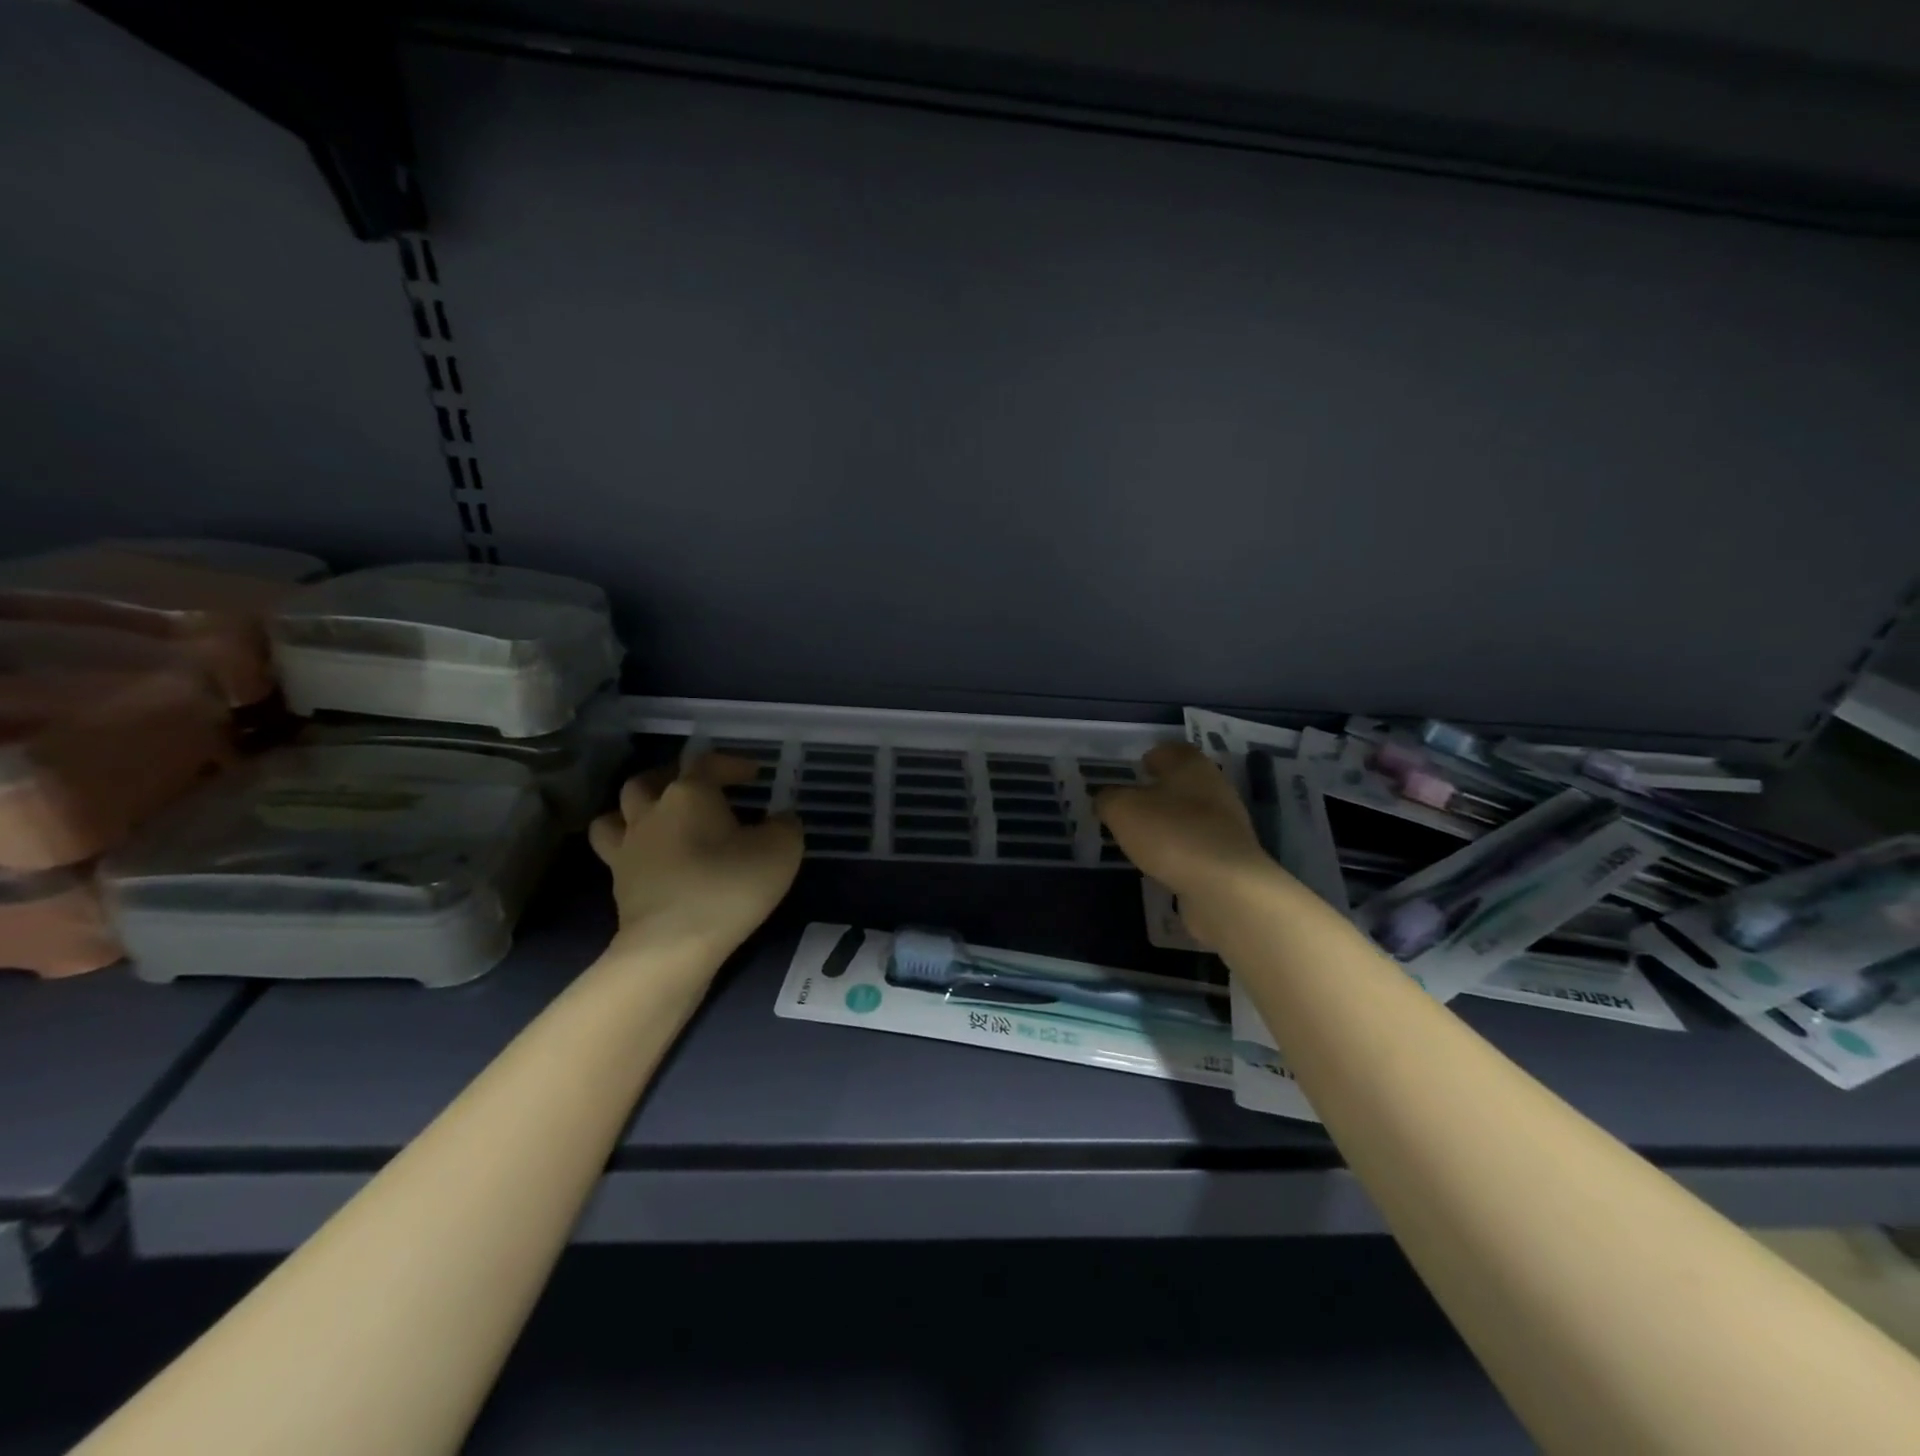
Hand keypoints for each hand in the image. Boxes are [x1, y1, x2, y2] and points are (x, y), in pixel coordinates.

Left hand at [589, 753, 803, 954]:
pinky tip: (652, 858)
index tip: (755, 775)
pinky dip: (630, 847)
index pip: (706, 762)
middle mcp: (651, 811)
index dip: (731, 763)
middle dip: (673, 778)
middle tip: (697, 790)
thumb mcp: (781, 851)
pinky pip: (615, 852)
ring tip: (659, 819)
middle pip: (649, 780)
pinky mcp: (618, 881)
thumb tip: (780, 819)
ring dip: (636, 809)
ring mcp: (628, 847)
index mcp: (689, 794)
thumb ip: (785, 826)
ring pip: (617, 812)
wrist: (673, 945)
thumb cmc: (729, 887)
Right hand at [1096, 743, 1278, 947]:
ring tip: (1143, 837)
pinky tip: (1163, 862)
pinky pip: (1198, 846)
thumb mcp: (1122, 810)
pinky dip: (1181, 850)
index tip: (1138, 769)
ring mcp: (1227, 825)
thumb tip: (1106, 798)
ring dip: (1170, 822)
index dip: (1153, 757)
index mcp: (1191, 766)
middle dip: (1160, 791)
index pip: (1172, 751)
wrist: (1225, 886)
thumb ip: (1108, 799)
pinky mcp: (1230, 857)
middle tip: (1133, 804)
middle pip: (1184, 783)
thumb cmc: (1171, 833)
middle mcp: (1215, 788)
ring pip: (1192, 815)